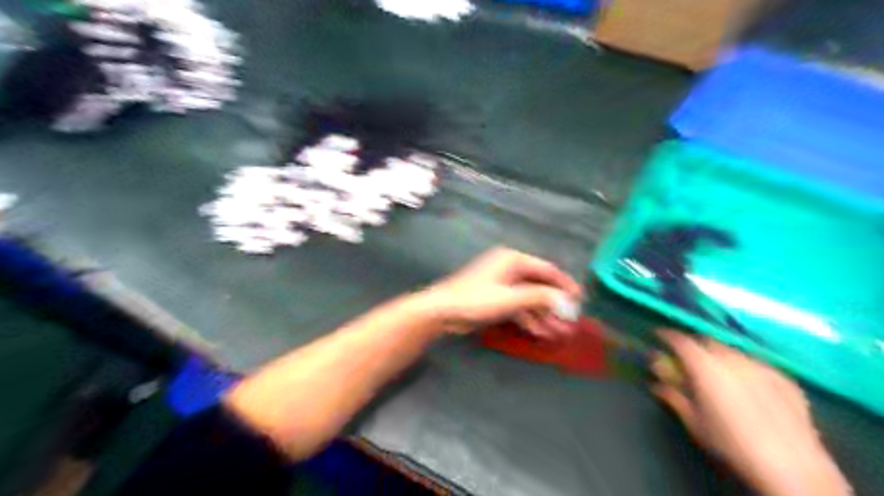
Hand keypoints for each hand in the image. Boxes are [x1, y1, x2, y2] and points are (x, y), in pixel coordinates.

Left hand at [420, 247, 584, 337]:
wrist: (442, 311)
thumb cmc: (476, 300)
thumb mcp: (511, 299)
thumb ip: (540, 298)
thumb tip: (567, 301)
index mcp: (514, 260)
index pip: (547, 270)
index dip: (565, 285)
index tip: (580, 301)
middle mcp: (510, 268)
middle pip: (540, 286)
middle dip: (555, 306)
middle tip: (570, 323)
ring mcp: (503, 284)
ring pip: (530, 299)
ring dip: (544, 315)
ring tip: (559, 333)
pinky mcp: (496, 298)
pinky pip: (518, 306)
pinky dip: (529, 318)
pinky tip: (541, 333)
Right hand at [655, 331, 847, 494]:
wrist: (792, 467)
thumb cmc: (731, 443)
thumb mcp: (693, 422)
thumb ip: (673, 396)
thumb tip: (656, 384)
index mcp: (705, 366)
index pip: (680, 340)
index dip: (667, 336)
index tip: (658, 337)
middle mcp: (731, 358)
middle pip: (707, 342)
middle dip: (694, 346)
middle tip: (687, 360)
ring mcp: (760, 366)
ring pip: (732, 352)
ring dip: (719, 357)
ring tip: (718, 374)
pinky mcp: (784, 378)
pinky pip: (755, 365)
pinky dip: (743, 369)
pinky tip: (747, 389)